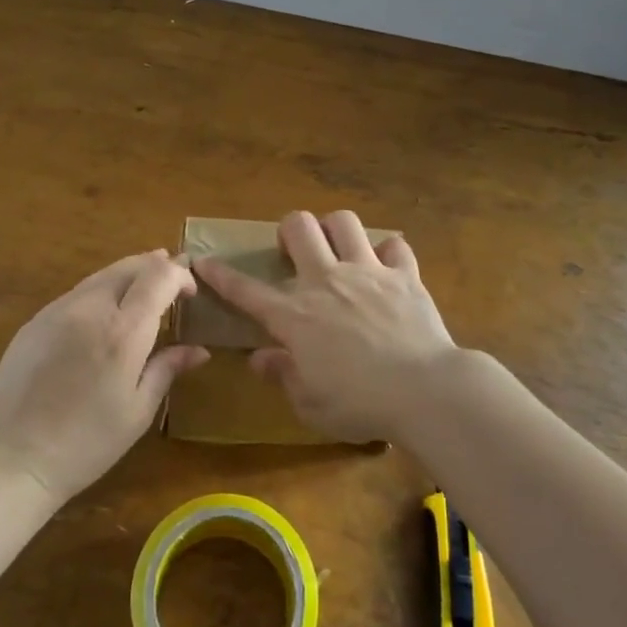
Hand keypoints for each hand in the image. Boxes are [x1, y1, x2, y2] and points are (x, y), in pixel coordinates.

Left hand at [0, 250, 209, 503]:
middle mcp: (91, 309)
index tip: (191, 293)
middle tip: (173, 282)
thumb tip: (198, 350)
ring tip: (143, 291)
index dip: (180, 275)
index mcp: (123, 332)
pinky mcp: (35, 321)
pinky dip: (101, 291)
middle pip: (130, 266)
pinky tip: (104, 314)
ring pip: (102, 275)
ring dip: (129, 276)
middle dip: (157, 266)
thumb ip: (168, 369)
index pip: (159, 276)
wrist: (11, 459)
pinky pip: (77, 293)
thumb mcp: (138, 411)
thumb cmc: (86, 443)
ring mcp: (58, 310)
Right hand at [193, 211, 458, 442]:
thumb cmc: (360, 404)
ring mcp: (367, 271)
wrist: (424, 391)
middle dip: (290, 231)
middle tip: (294, 251)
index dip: (220, 275)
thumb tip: (259, 357)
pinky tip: (388, 268)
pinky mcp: (404, 274)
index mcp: (295, 316)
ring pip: (344, 221)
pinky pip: (395, 246)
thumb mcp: (310, 404)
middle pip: (299, 226)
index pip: (246, 290)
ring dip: (336, 230)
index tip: (202, 261)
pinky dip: (389, 253)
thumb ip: (283, 375)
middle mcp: (326, 281)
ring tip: (339, 248)